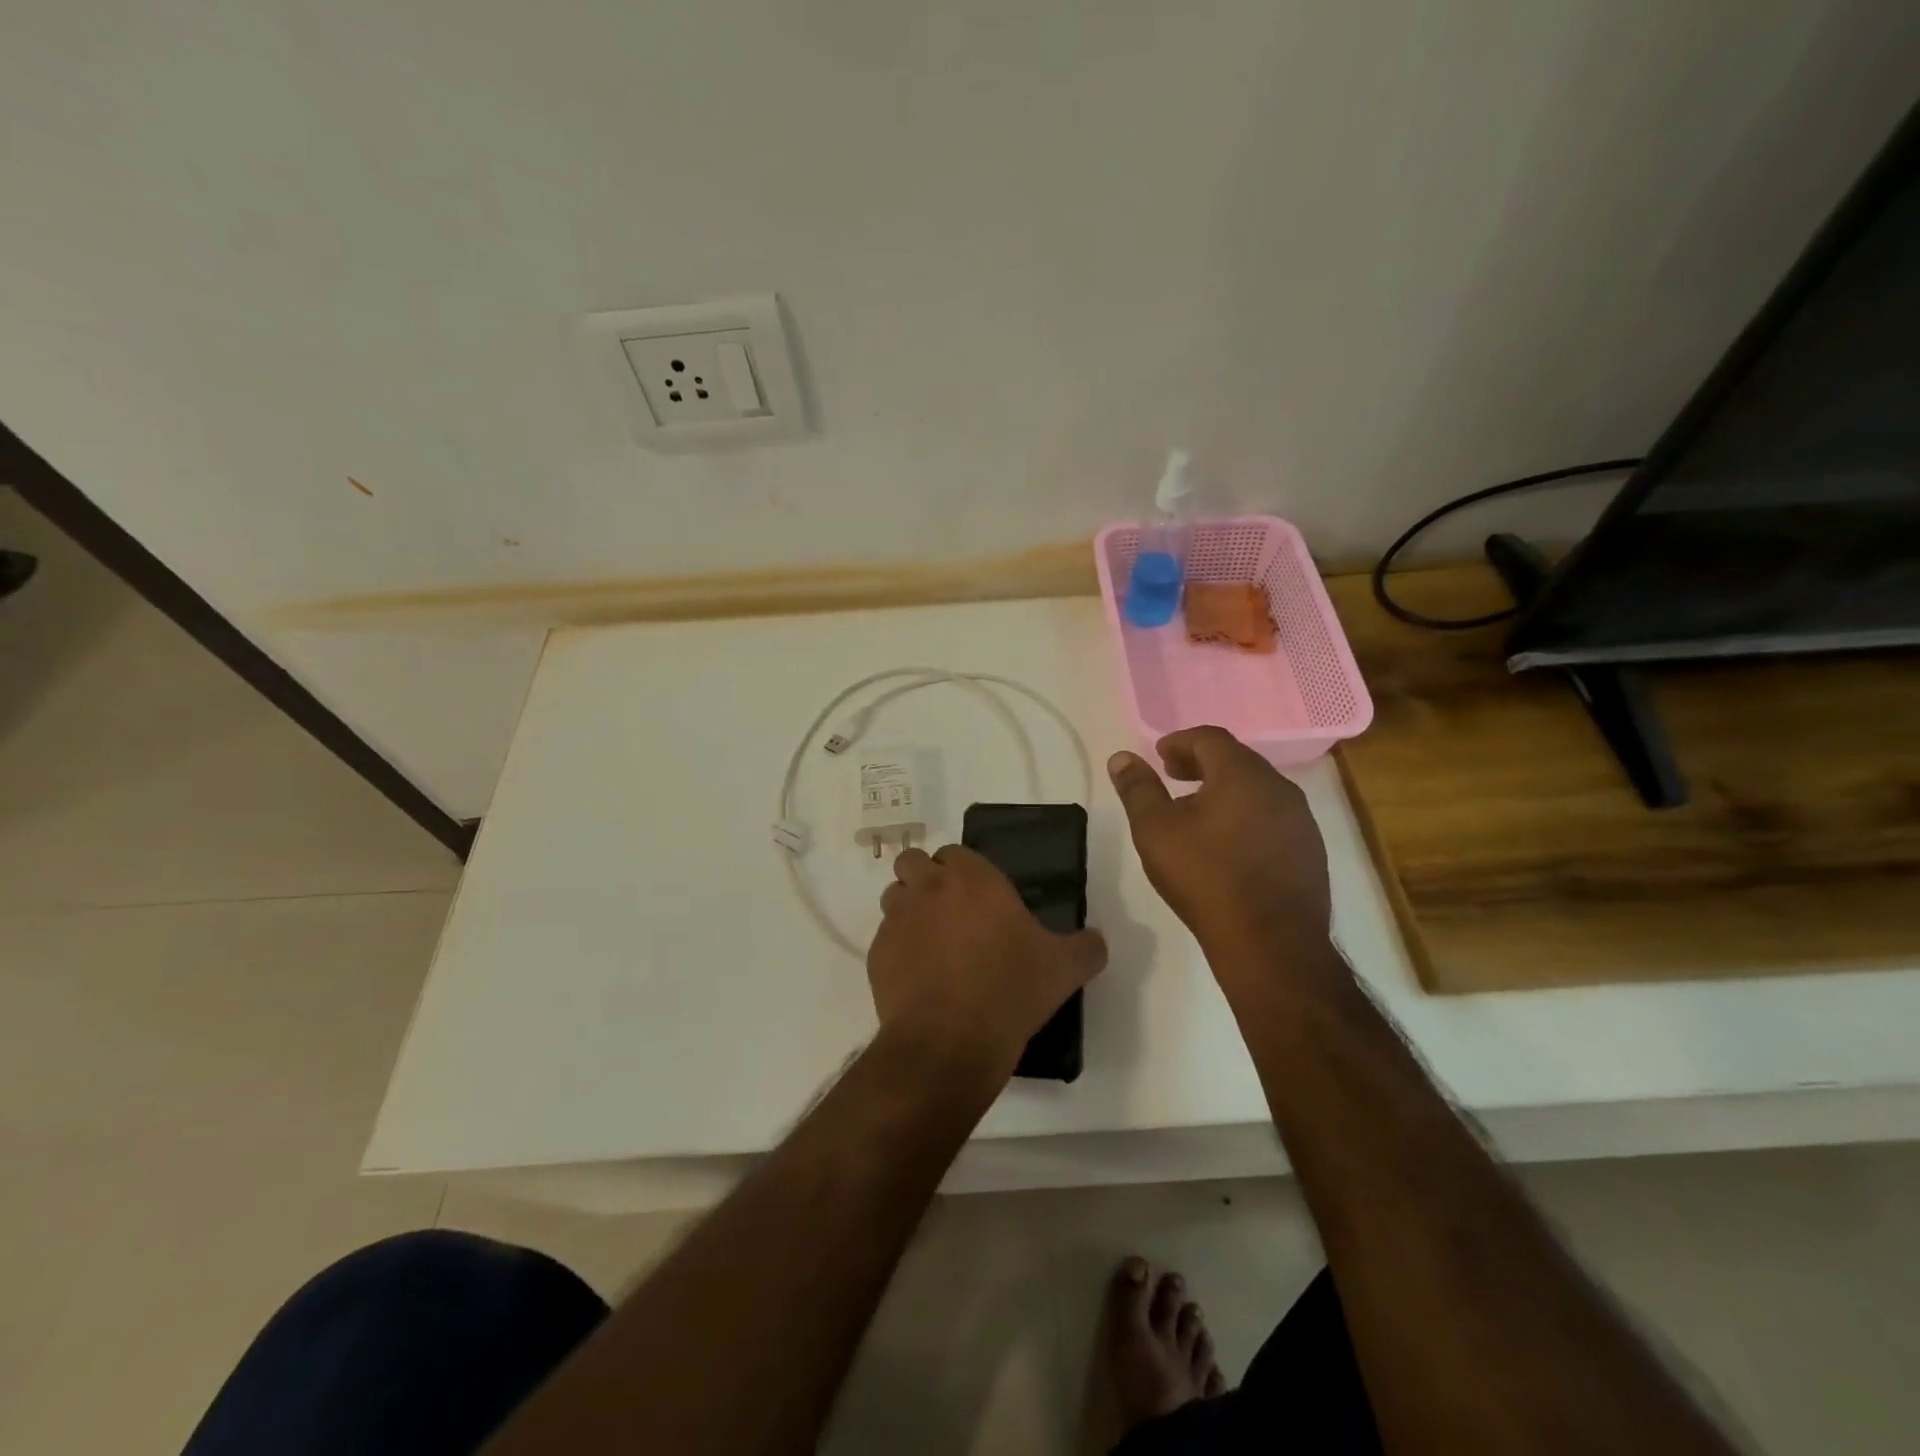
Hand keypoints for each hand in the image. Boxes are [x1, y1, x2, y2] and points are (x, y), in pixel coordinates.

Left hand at [868, 845, 1106, 1074]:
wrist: (951, 1042)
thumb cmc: (1011, 990)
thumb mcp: (1063, 969)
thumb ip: (1086, 947)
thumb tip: (1098, 941)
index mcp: (972, 878)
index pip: (956, 853)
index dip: (964, 871)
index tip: (980, 898)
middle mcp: (929, 888)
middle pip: (913, 863)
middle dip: (925, 879)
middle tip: (950, 913)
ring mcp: (897, 920)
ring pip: (894, 897)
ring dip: (908, 910)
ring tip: (931, 943)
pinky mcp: (876, 954)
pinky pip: (884, 939)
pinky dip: (897, 950)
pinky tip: (918, 978)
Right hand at [1107, 726, 1333, 972]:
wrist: (1270, 942)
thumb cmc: (1205, 877)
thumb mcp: (1155, 830)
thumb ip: (1138, 789)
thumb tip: (1122, 758)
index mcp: (1242, 774)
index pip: (1210, 738)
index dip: (1180, 741)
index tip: (1160, 756)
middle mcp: (1278, 787)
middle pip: (1237, 760)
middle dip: (1202, 763)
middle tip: (1174, 776)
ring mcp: (1301, 820)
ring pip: (1258, 790)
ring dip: (1226, 791)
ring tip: (1198, 812)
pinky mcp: (1310, 851)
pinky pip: (1273, 818)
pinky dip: (1247, 816)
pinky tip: (1229, 845)